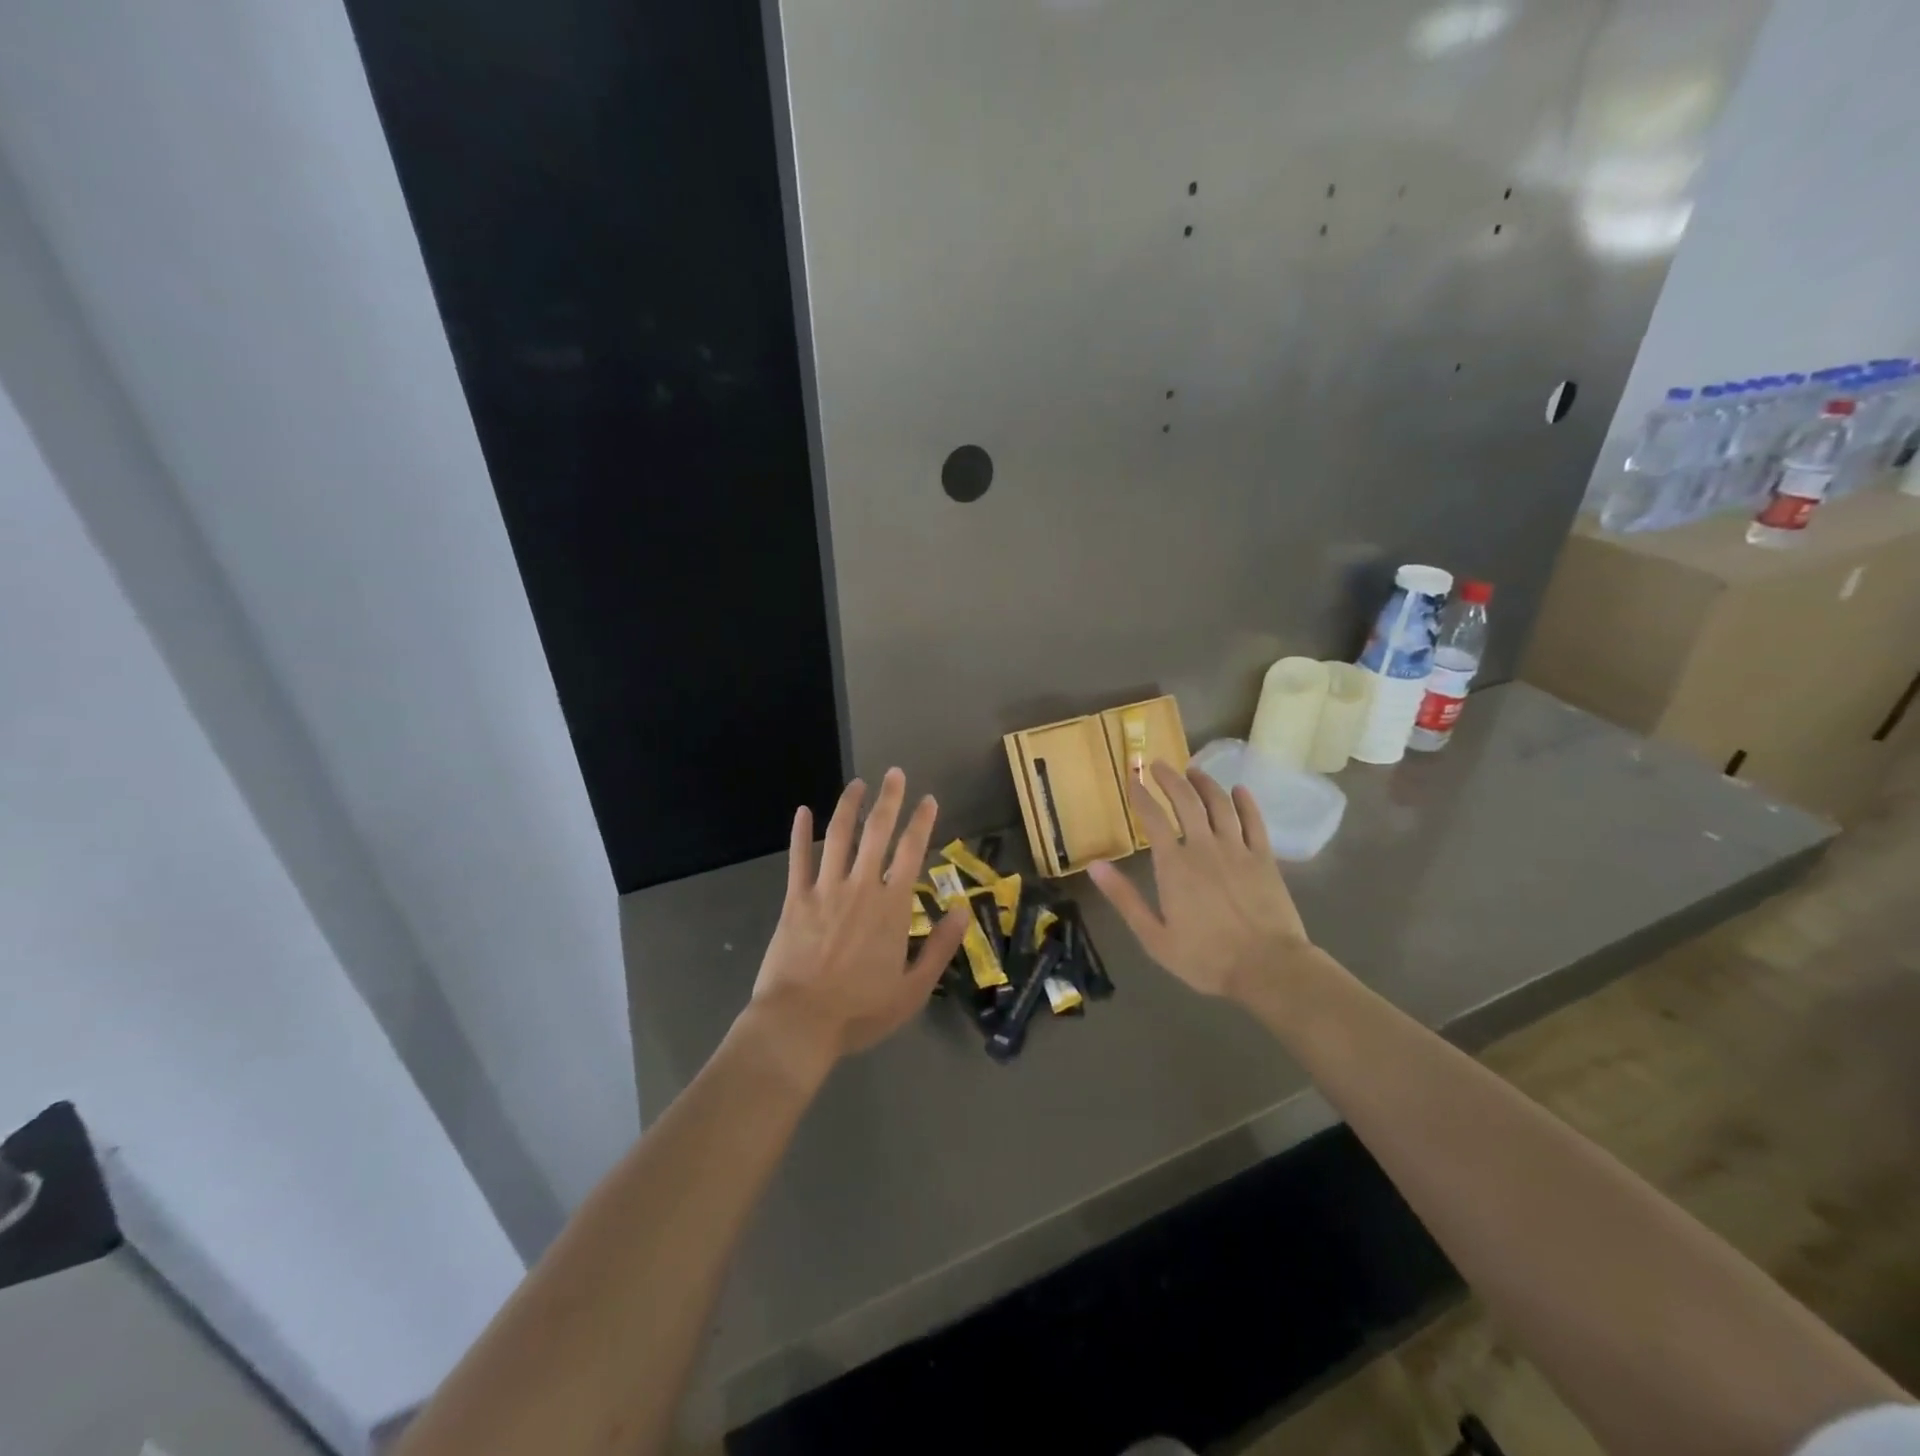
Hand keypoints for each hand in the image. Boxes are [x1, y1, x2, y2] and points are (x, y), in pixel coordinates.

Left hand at [746, 768, 969, 1081]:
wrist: (800, 1023)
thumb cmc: (860, 1011)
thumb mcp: (913, 989)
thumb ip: (940, 946)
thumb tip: (963, 908)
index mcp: (892, 906)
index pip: (912, 852)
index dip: (922, 822)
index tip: (929, 799)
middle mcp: (860, 887)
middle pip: (877, 833)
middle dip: (889, 800)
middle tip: (895, 773)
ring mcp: (824, 890)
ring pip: (838, 836)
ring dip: (848, 806)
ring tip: (857, 784)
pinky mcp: (794, 900)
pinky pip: (797, 859)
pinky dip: (800, 833)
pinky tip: (802, 811)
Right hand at [1088, 761, 1312, 1003]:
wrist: (1268, 968)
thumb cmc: (1206, 958)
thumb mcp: (1154, 936)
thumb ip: (1124, 898)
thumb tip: (1094, 866)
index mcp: (1174, 865)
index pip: (1153, 818)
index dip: (1140, 796)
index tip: (1132, 780)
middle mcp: (1204, 847)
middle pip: (1186, 801)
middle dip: (1170, 779)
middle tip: (1159, 764)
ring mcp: (1238, 850)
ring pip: (1220, 804)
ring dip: (1205, 783)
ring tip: (1194, 770)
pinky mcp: (1265, 858)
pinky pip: (1254, 821)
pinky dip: (1245, 802)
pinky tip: (1239, 790)